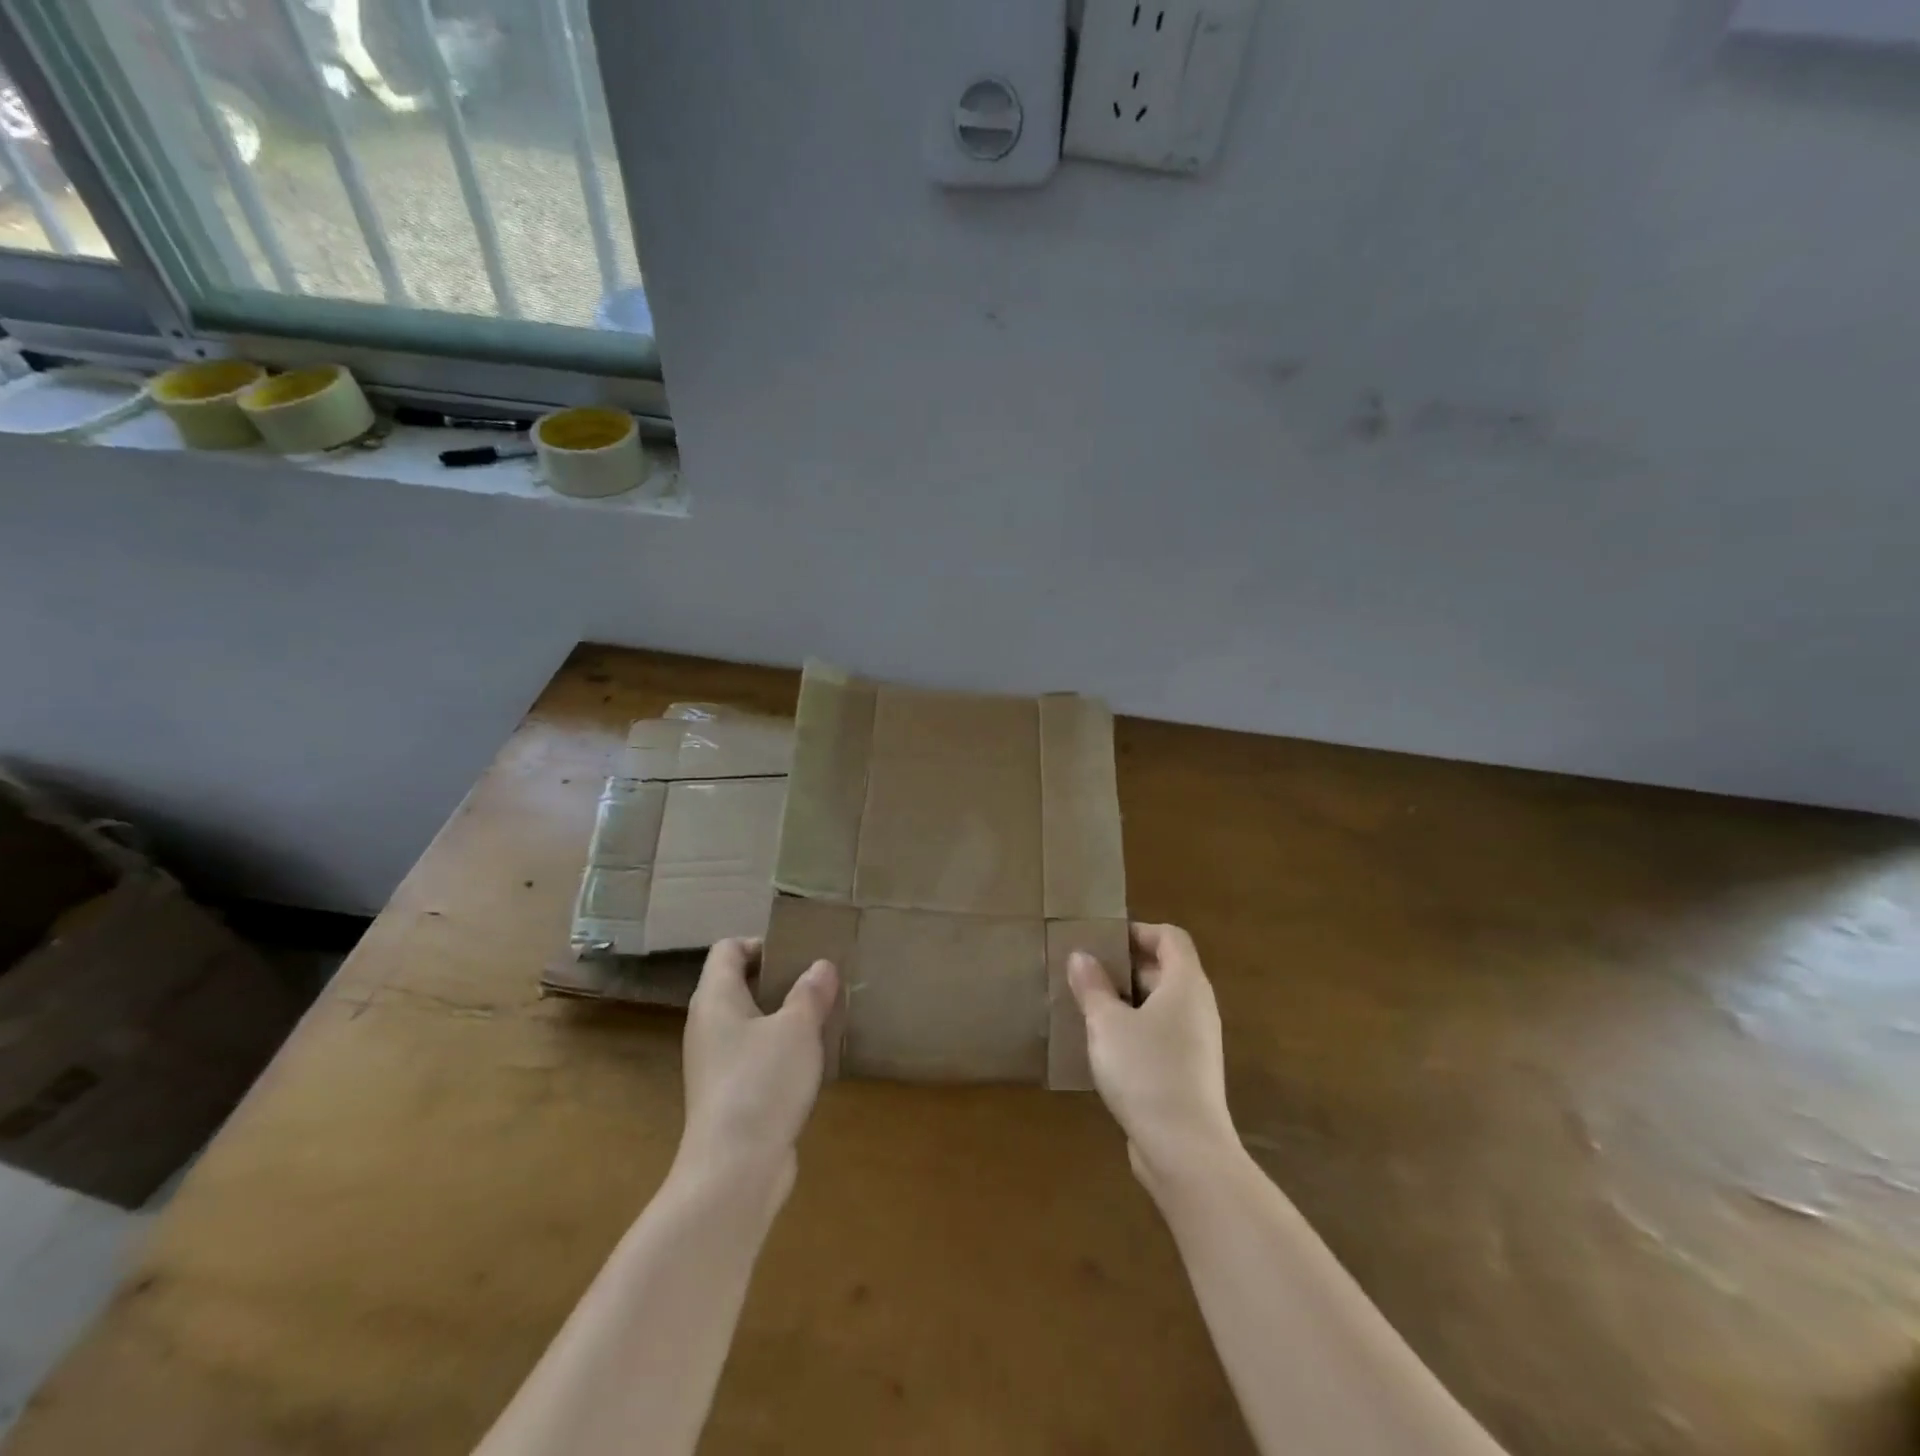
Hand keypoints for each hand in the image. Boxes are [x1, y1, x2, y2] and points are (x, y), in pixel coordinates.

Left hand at [680, 938, 838, 1175]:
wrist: (733, 1171)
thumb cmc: (762, 1082)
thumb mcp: (798, 1028)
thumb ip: (811, 992)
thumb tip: (821, 966)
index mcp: (715, 999)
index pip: (728, 950)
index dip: (761, 943)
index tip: (799, 953)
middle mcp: (708, 1026)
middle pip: (738, 984)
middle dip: (779, 979)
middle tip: (819, 982)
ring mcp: (715, 1064)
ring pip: (749, 1023)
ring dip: (783, 1017)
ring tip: (823, 1017)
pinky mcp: (728, 1095)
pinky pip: (754, 1056)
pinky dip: (780, 1050)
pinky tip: (811, 1061)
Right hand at [1068, 923, 1238, 1195]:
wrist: (1184, 1150)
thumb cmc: (1146, 1071)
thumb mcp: (1107, 1023)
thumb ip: (1092, 986)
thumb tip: (1081, 956)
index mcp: (1186, 984)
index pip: (1170, 938)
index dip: (1138, 932)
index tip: (1102, 942)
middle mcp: (1198, 1007)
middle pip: (1165, 970)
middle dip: (1125, 968)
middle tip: (1086, 974)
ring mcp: (1197, 1043)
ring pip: (1161, 1006)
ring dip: (1127, 1002)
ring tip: (1088, 1009)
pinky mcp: (1189, 1073)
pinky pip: (1161, 1036)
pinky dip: (1135, 1032)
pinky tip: (1104, 1049)